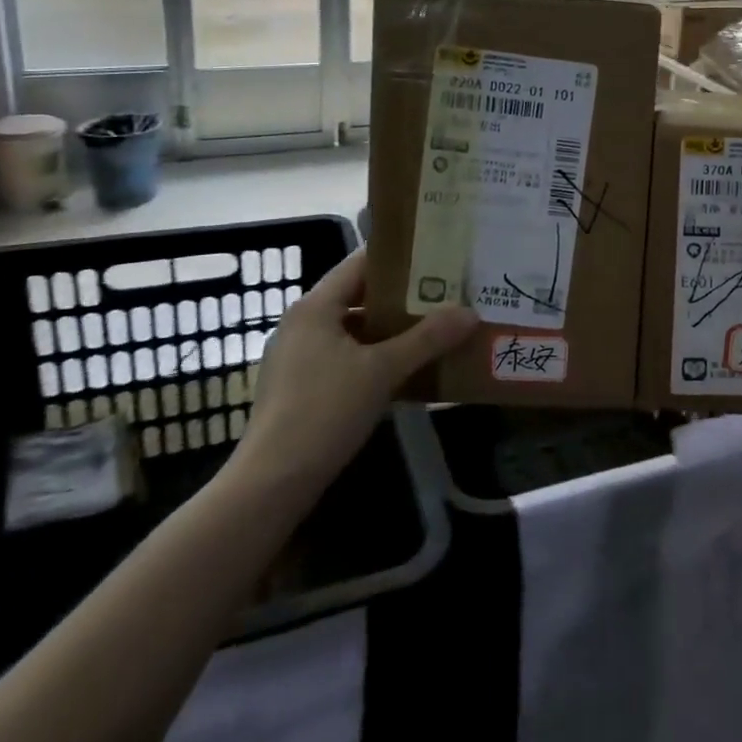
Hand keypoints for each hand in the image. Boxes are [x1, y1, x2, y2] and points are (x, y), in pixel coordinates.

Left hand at [225, 249, 476, 496]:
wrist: (272, 484)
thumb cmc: (325, 412)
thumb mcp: (383, 371)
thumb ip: (427, 339)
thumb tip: (469, 312)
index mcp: (315, 307)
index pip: (361, 263)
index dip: (399, 258)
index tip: (438, 257)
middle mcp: (303, 324)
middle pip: (359, 297)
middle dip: (403, 297)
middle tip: (446, 295)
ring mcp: (299, 357)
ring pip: (355, 331)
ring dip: (392, 331)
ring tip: (435, 330)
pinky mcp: (301, 387)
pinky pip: (346, 358)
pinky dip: (376, 358)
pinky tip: (407, 371)